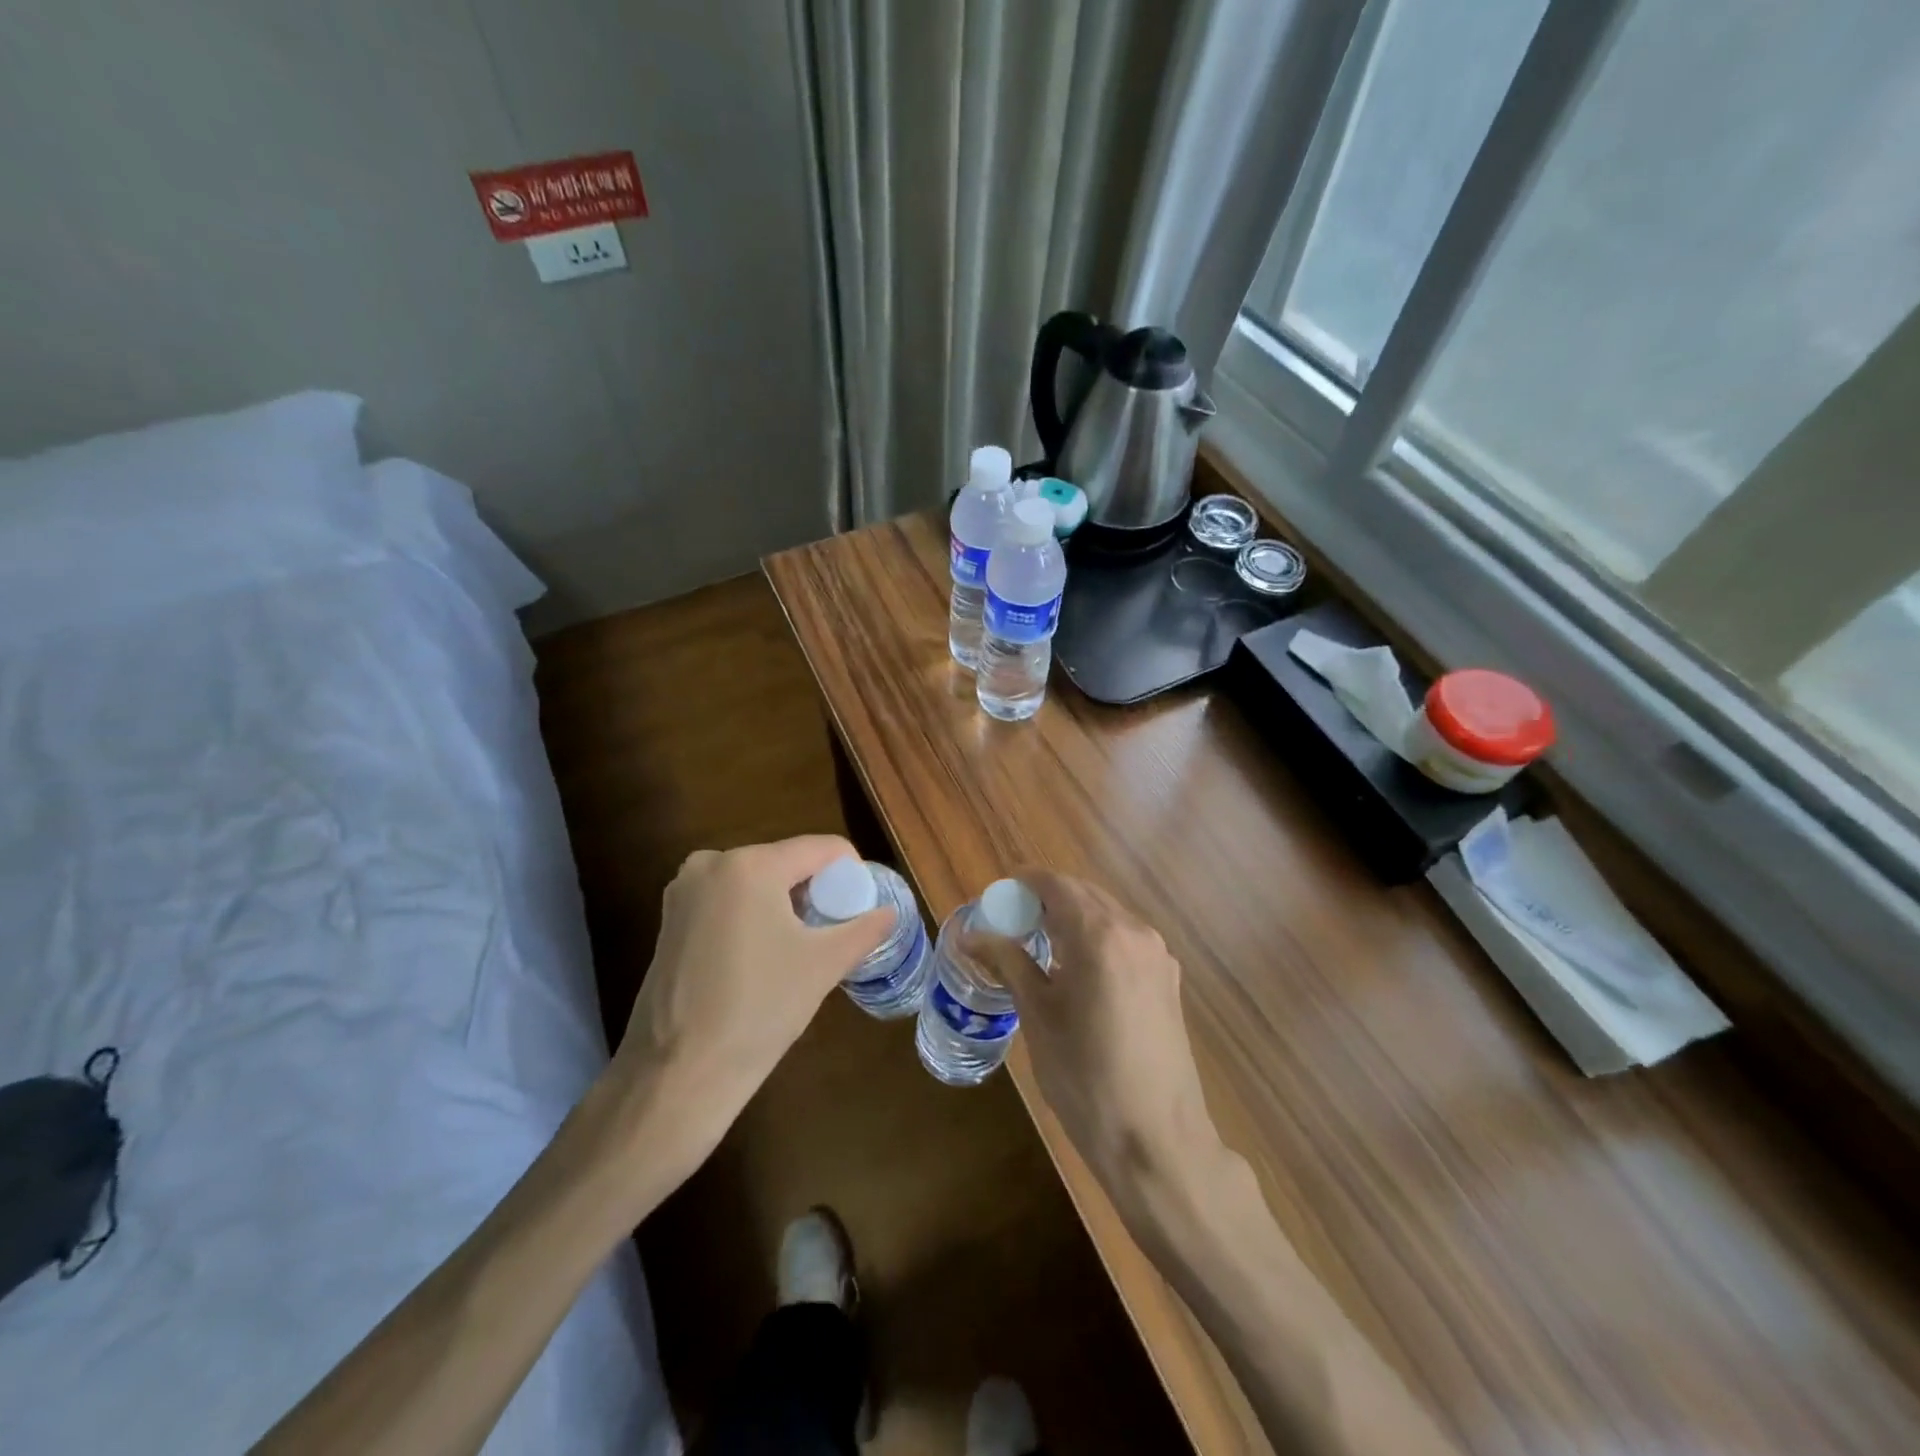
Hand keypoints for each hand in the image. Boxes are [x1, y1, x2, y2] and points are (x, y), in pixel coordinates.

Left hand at [603, 836, 892, 1186]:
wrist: (678, 1075)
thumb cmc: (758, 1009)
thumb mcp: (824, 965)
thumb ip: (864, 929)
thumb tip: (890, 912)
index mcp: (751, 864)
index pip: (821, 848)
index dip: (851, 872)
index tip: (864, 907)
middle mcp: (711, 863)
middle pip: (786, 862)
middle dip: (816, 890)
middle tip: (836, 931)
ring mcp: (684, 891)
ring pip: (756, 882)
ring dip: (785, 904)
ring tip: (802, 947)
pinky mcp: (669, 920)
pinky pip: (728, 902)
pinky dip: (753, 917)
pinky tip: (762, 957)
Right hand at [964, 869, 1230, 1220]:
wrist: (1158, 1142)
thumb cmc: (1086, 1079)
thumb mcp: (1038, 1017)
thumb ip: (1009, 964)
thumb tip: (972, 935)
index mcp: (1100, 936)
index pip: (1057, 885)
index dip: (1025, 882)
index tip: (998, 893)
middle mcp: (1135, 932)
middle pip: (1084, 894)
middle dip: (1046, 898)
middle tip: (1011, 921)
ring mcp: (1157, 955)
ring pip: (1106, 914)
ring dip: (1072, 917)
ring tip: (1039, 944)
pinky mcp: (1168, 979)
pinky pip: (1125, 938)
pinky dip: (1096, 937)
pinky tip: (1076, 968)